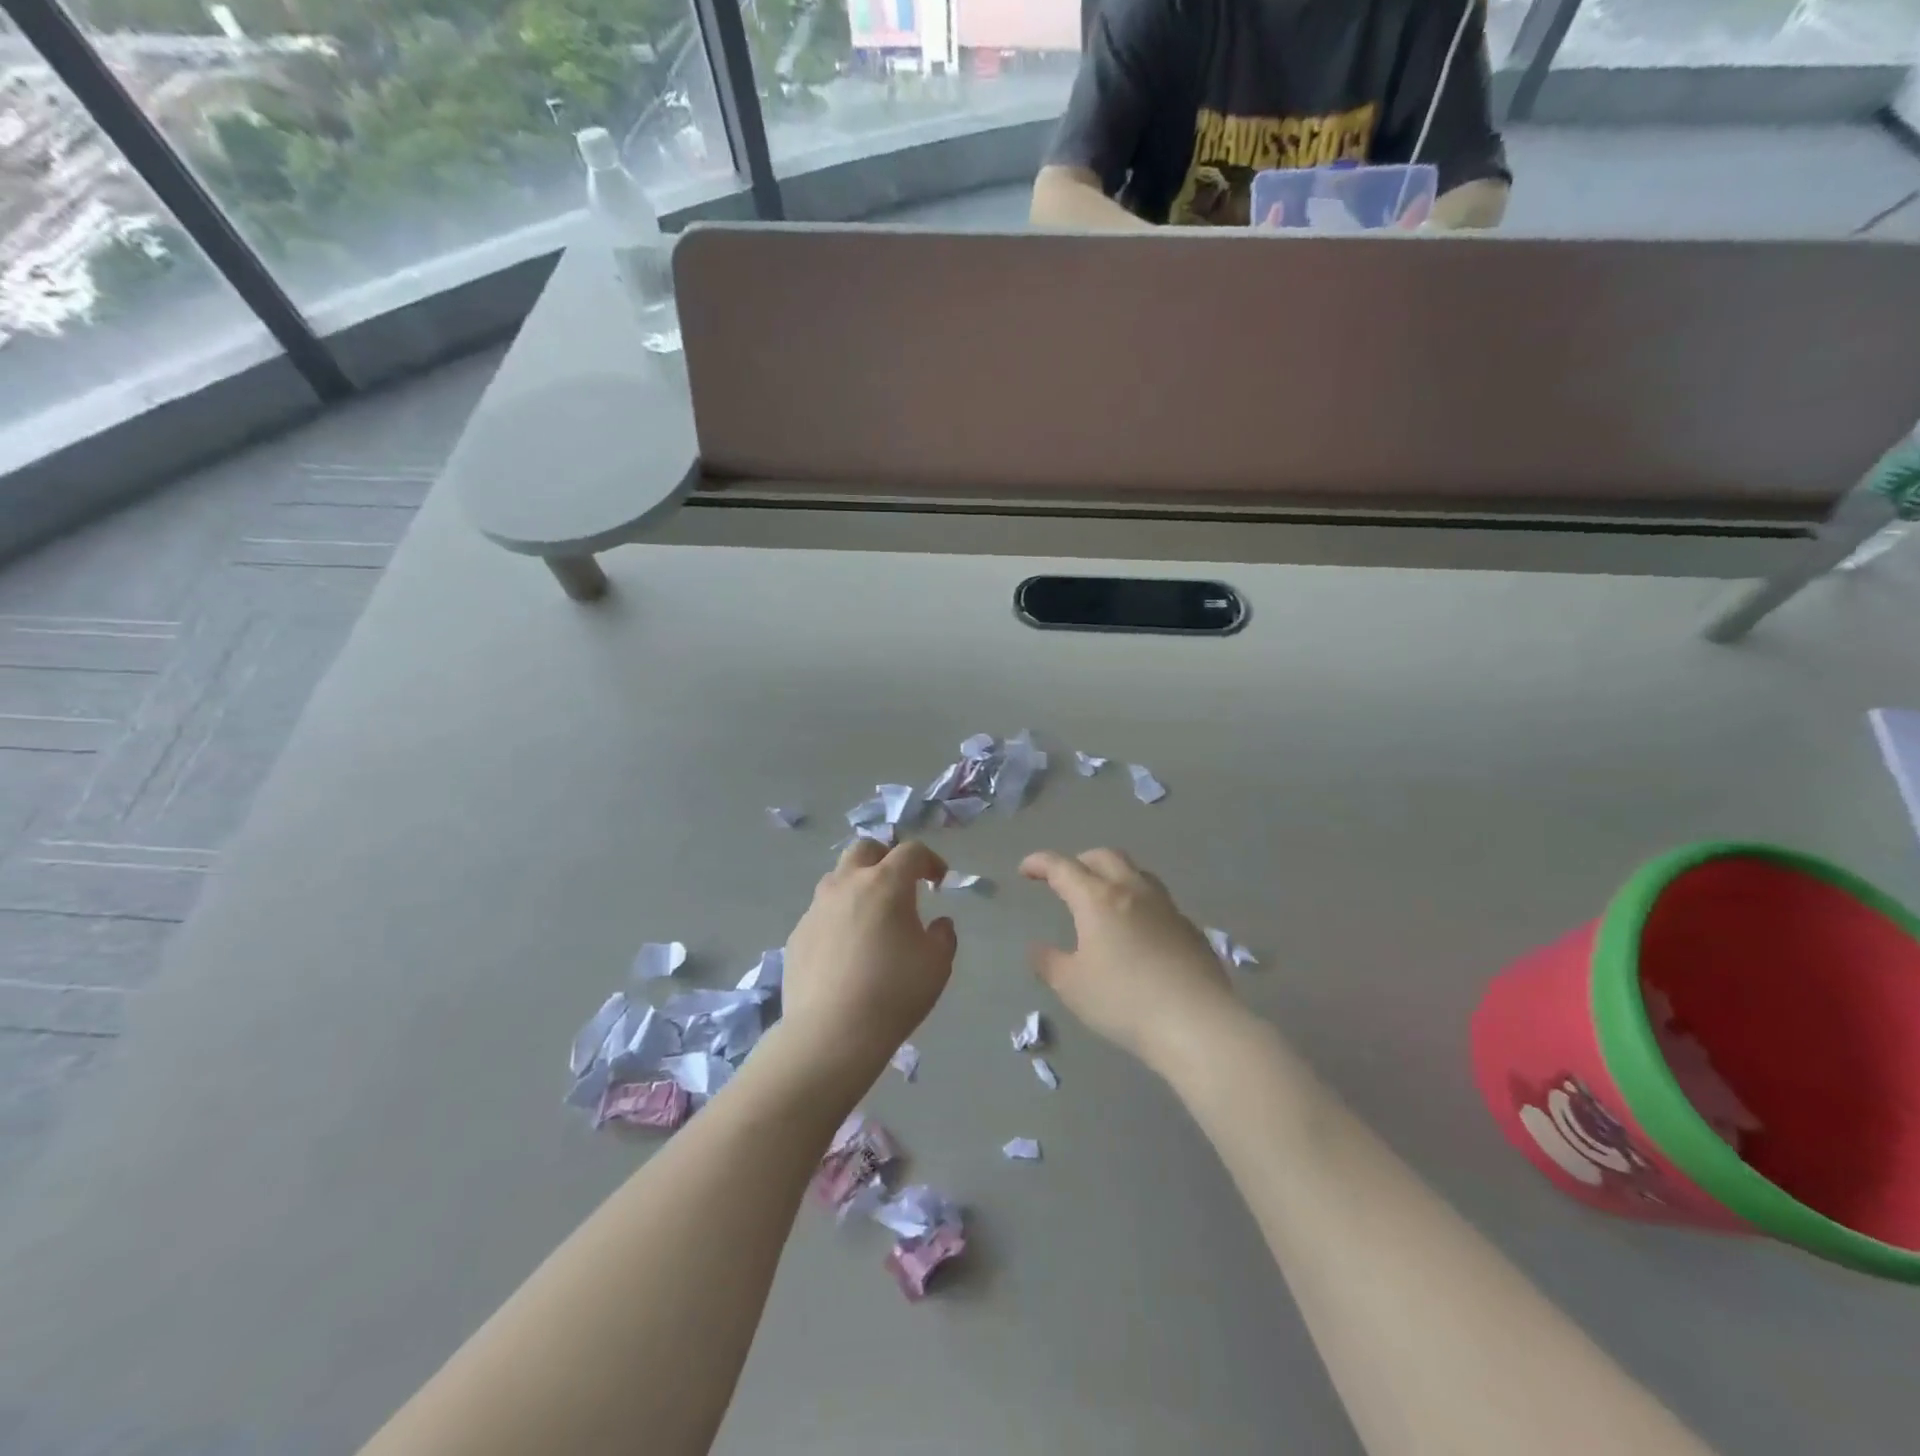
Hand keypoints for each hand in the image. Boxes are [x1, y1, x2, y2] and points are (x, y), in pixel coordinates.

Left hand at [781, 839, 956, 1074]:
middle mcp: (847, 884)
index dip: (929, 860)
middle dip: (885, 857)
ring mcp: (817, 908)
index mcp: (885, 883)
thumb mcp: (937, 964)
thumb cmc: (894, 992)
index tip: (938, 880)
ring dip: (858, 885)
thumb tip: (938, 924)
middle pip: (865, 849)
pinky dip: (838, 917)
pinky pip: (821, 912)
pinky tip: (846, 949)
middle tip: (900, 883)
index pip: (910, 851)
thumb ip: (942, 936)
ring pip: (837, 878)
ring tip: (871, 916)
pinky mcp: (798, 934)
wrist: (831, 1033)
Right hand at [1021, 848, 1243, 1071]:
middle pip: (1104, 857)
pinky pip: (1158, 901)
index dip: (1040, 863)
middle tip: (1066, 879)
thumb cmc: (1124, 1001)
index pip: (1063, 867)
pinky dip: (1139, 903)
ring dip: (1114, 875)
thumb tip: (1037, 949)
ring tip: (1103, 897)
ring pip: (1137, 872)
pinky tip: (1138, 931)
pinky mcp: (1189, 928)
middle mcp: (1133, 891)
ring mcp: (1166, 907)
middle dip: (1080, 861)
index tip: (1026, 869)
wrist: (1197, 1023)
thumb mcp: (1072, 986)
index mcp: (1098, 899)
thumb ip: (1049, 963)